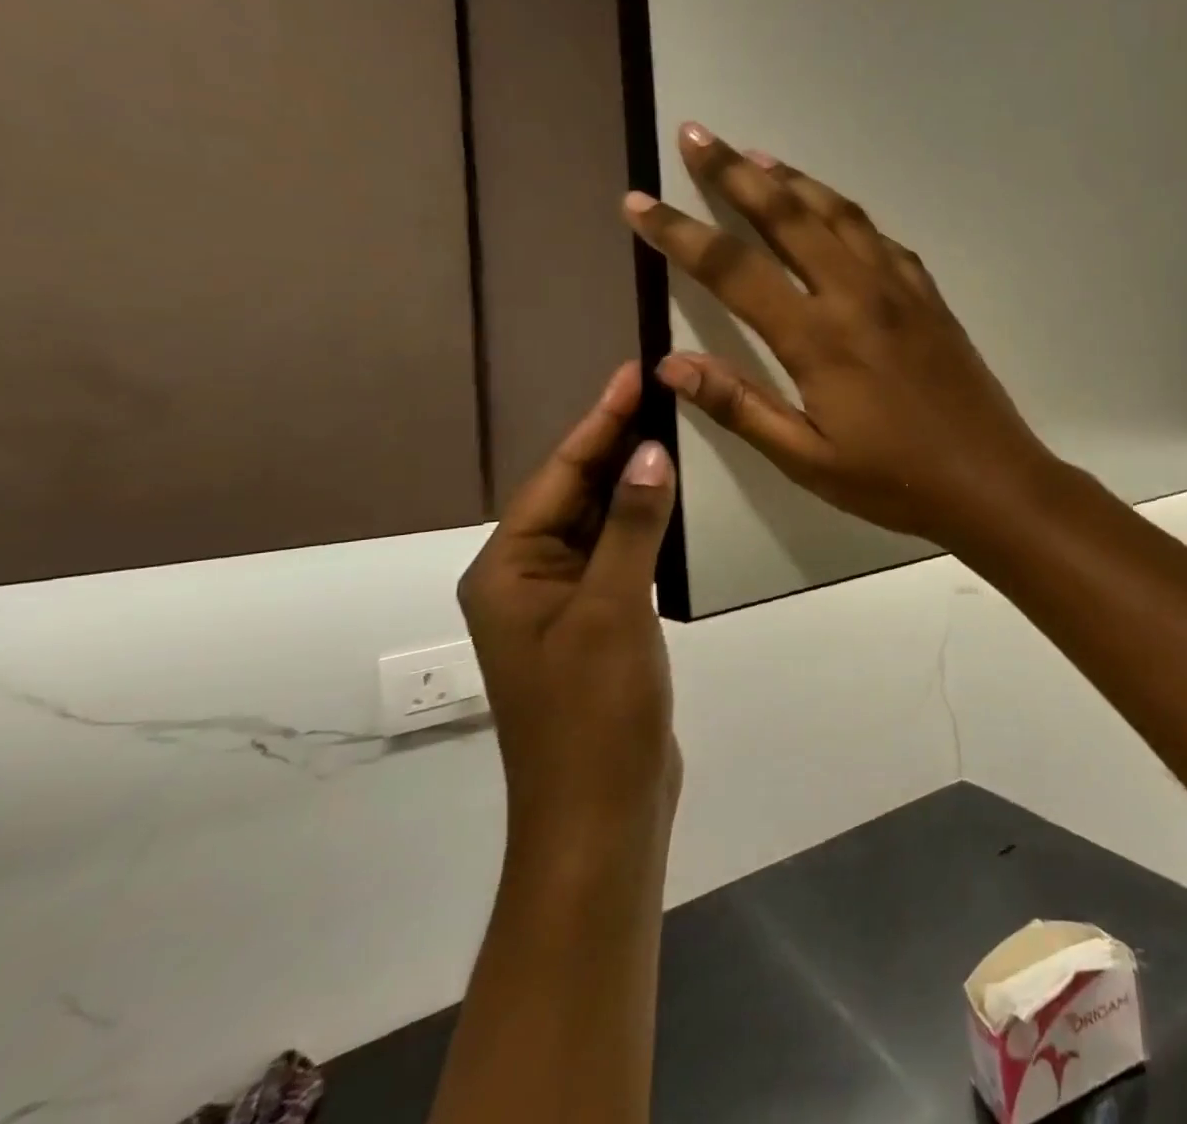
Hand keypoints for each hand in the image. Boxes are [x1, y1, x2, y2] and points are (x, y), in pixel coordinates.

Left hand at [456, 362, 679, 854]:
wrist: (601, 814)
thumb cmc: (593, 712)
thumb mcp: (611, 610)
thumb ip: (630, 526)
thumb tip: (650, 450)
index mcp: (509, 569)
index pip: (558, 476)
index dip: (598, 421)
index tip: (634, 373)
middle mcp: (528, 579)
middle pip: (575, 494)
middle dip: (615, 442)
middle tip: (661, 391)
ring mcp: (565, 604)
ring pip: (600, 523)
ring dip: (633, 481)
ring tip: (674, 430)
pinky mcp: (600, 624)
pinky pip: (621, 555)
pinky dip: (646, 524)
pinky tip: (676, 502)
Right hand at [621, 122, 1059, 546]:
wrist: (990, 479)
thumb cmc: (894, 481)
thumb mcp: (807, 460)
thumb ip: (740, 406)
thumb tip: (670, 364)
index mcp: (819, 338)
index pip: (733, 269)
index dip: (680, 233)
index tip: (640, 203)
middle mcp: (857, 295)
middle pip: (788, 215)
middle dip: (734, 173)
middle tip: (697, 135)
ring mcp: (900, 290)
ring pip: (839, 214)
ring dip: (793, 179)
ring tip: (756, 157)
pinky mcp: (930, 298)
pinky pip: (881, 239)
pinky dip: (847, 214)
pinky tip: (835, 214)